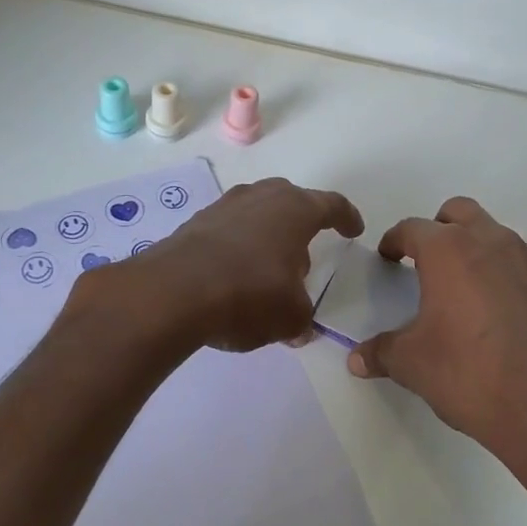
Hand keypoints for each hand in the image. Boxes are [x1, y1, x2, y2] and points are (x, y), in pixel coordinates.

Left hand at [88, 178, 363, 352]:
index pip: (330, 205)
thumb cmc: (248, 295)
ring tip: (266, 271)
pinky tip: (231, 277)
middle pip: (289, 202)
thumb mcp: (290, 317)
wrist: (172, 293)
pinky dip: (235, 249)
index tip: (353, 230)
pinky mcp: (191, 225)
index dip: (346, 217)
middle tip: (303, 255)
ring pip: (254, 215)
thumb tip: (299, 327)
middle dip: (299, 226)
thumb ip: (302, 318)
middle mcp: (259, 198)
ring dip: (264, 238)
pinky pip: (225, 232)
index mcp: (294, 210)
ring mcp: (222, 208)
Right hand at [346, 197, 526, 493]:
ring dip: (480, 253)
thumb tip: (357, 359)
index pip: (412, 228)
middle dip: (441, 229)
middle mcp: (494, 244)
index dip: (395, 241)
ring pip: (500, 238)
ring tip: (469, 293)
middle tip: (429, 262)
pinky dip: (513, 282)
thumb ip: (381, 352)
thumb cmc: (469, 375)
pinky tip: (508, 319)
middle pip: (461, 213)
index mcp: (450, 252)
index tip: (389, 257)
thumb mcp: (411, 365)